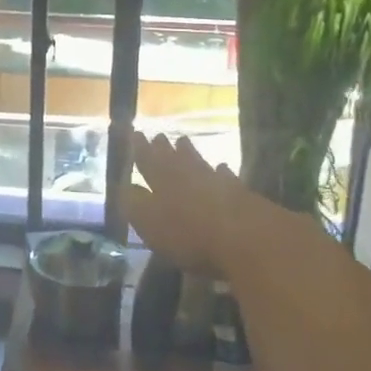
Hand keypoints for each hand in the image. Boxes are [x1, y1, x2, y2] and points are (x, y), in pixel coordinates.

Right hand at [123, 131, 244, 274]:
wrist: (247, 238)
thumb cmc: (191, 236)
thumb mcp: (152, 225)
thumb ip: (136, 205)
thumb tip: (123, 186)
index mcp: (163, 184)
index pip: (147, 162)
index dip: (140, 150)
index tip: (135, 133)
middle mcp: (188, 177)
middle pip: (173, 160)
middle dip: (163, 148)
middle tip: (158, 135)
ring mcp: (215, 183)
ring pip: (198, 163)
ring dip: (189, 153)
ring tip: (183, 142)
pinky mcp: (240, 194)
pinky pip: (226, 177)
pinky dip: (221, 172)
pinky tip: (222, 168)